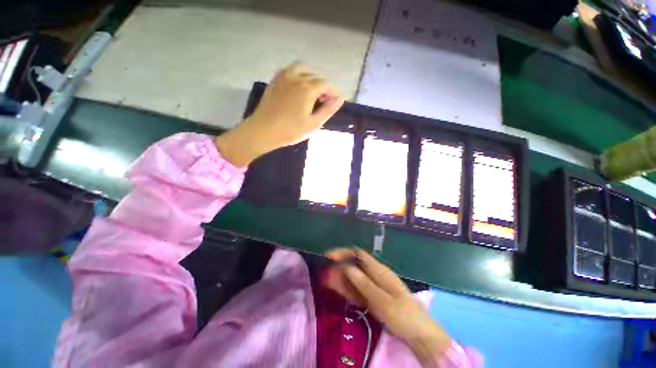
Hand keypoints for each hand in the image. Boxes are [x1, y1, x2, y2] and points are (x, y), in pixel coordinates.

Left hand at [215, 63, 343, 166]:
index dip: (333, 92)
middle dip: (323, 86)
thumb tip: (340, 99)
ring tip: (313, 91)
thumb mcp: (313, 124)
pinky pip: (290, 71)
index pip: (326, 84)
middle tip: (325, 100)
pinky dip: (298, 75)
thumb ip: (328, 110)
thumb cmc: (291, 130)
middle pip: (315, 76)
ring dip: (311, 77)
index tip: (336, 101)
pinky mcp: (275, 81)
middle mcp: (296, 77)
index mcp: (307, 88)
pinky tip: (299, 87)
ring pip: (302, 69)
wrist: (263, 131)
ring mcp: (283, 77)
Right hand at [324, 248, 451, 365]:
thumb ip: (364, 284)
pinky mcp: (372, 296)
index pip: (358, 254)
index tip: (329, 257)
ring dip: (340, 278)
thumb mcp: (383, 301)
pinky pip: (357, 289)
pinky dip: (347, 288)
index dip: (343, 253)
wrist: (419, 334)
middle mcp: (375, 274)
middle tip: (324, 274)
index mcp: (379, 271)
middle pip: (353, 265)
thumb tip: (346, 267)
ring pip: (353, 277)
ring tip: (326, 281)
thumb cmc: (404, 315)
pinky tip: (338, 289)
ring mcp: (373, 285)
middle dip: (338, 267)